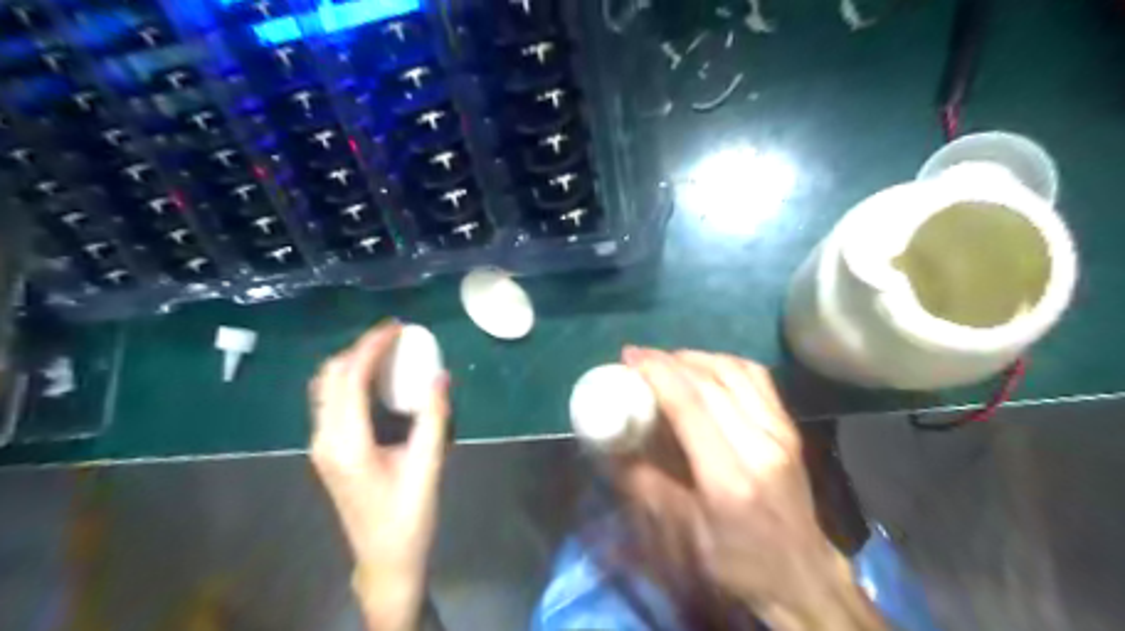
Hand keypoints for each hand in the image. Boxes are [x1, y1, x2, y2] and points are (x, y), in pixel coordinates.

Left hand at [308, 322, 450, 627]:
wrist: (384, 558)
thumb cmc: (408, 516)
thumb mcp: (428, 466)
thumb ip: (434, 418)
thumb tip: (440, 375)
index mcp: (347, 443)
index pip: (350, 379)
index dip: (371, 347)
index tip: (396, 327)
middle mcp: (325, 439)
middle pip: (330, 377)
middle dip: (359, 349)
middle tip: (394, 336)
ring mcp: (321, 445)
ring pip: (325, 387)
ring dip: (352, 362)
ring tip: (386, 351)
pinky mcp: (328, 451)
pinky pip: (330, 401)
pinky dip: (349, 380)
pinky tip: (375, 380)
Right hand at [620, 346, 881, 627]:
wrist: (802, 574)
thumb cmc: (737, 562)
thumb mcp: (683, 534)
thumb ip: (644, 485)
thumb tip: (610, 449)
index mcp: (730, 478)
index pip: (690, 405)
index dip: (657, 373)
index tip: (629, 357)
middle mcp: (760, 444)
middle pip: (711, 381)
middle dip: (670, 360)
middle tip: (640, 357)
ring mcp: (780, 431)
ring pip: (735, 371)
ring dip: (696, 357)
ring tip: (667, 361)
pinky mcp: (789, 426)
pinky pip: (756, 377)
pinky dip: (724, 363)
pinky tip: (705, 368)